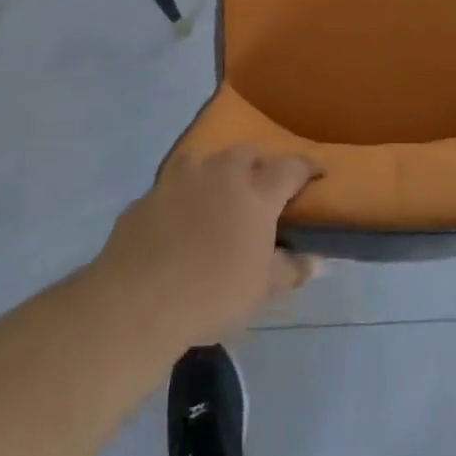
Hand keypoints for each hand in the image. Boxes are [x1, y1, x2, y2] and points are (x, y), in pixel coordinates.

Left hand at [95, 145, 321, 343]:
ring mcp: (180, 178)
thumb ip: (291, 269)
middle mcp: (221, 172)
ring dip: (217, 173)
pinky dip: (183, 197)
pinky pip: (173, 187)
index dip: (307, 167)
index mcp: (256, 191)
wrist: (137, 301)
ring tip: (217, 197)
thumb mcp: (261, 289)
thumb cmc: (213, 293)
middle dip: (258, 165)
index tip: (318, 172)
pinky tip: (178, 223)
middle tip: (260, 189)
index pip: (291, 167)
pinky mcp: (147, 194)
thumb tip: (318, 261)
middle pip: (247, 154)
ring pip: (206, 160)